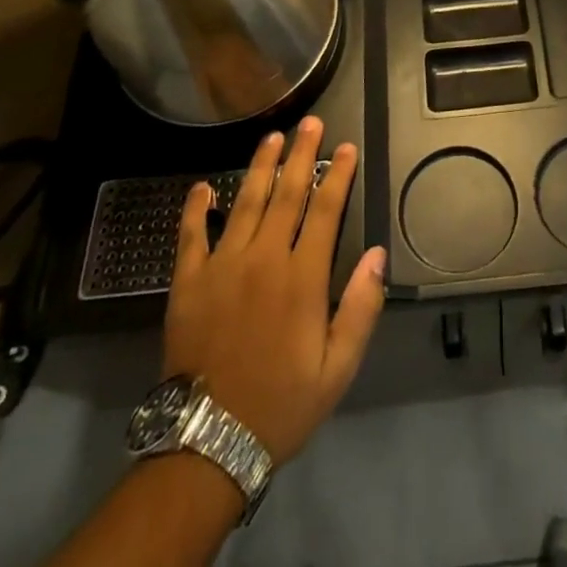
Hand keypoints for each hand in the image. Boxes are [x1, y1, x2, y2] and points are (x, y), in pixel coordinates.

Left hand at [162, 117, 385, 462]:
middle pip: (287, 193)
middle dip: (301, 154)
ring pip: (245, 202)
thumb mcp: (338, 369)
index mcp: (302, 278)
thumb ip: (361, 309)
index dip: (337, 175)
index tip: (346, 147)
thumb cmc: (281, 404)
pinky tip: (203, 186)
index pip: (325, 210)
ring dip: (260, 166)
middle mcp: (263, 259)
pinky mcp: (188, 281)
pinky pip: (191, 235)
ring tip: (273, 136)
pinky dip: (196, 208)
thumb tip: (377, 254)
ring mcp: (222, 266)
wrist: (207, 443)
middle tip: (311, 122)